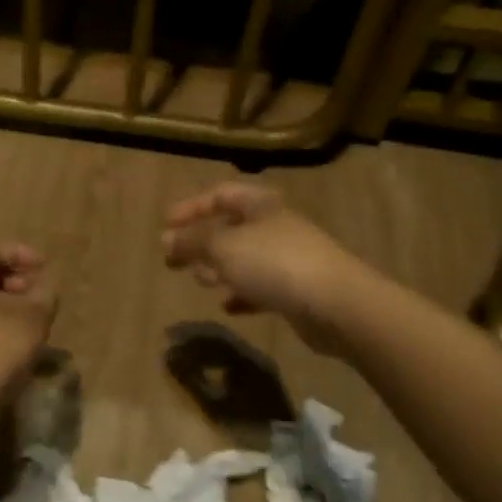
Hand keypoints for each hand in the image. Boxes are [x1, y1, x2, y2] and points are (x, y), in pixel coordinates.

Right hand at [162, 184, 369, 355]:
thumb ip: (191, 241)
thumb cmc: (274, 263)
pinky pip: (261, 288)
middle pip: (231, 227)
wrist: (336, 304)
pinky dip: (242, 294)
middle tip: (175, 261)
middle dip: (201, 242)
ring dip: (220, 269)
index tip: (165, 226)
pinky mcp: (297, 290)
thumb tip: (165, 239)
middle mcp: (275, 226)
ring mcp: (289, 259)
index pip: (220, 195)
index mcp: (260, 205)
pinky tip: (228, 307)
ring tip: (202, 282)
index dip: (191, 207)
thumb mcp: (223, 247)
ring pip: (245, 259)